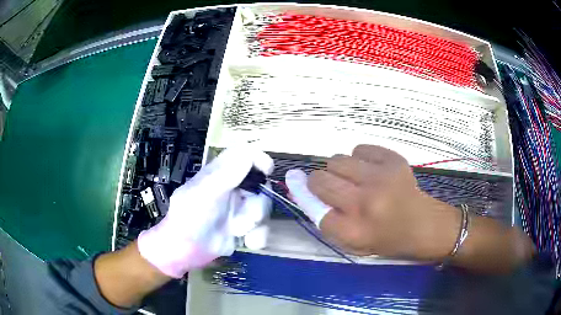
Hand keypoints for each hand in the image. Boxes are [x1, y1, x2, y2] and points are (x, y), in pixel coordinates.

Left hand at [137, 146, 273, 277]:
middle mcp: (233, 188)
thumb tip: (249, 153)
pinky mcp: (244, 228)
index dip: (258, 158)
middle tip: (246, 217)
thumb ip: (226, 174)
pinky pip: (263, 228)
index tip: (267, 170)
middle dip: (257, 204)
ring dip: (254, 223)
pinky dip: (257, 237)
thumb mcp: (204, 193)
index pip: (244, 154)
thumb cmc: (189, 218)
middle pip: (261, 185)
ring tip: (237, 232)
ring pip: (264, 208)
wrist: (185, 252)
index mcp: (221, 174)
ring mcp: (240, 209)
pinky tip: (247, 243)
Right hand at [286, 144, 458, 259]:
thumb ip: (325, 220)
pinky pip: (359, 148)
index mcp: (354, 231)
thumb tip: (300, 189)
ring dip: (339, 170)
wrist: (425, 226)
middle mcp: (365, 204)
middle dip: (321, 183)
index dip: (312, 201)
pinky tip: (371, 171)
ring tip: (355, 179)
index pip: (315, 209)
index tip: (316, 197)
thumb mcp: (353, 243)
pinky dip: (359, 159)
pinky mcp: (393, 160)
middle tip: (336, 188)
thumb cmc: (386, 239)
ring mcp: (381, 178)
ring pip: (336, 160)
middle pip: (320, 180)